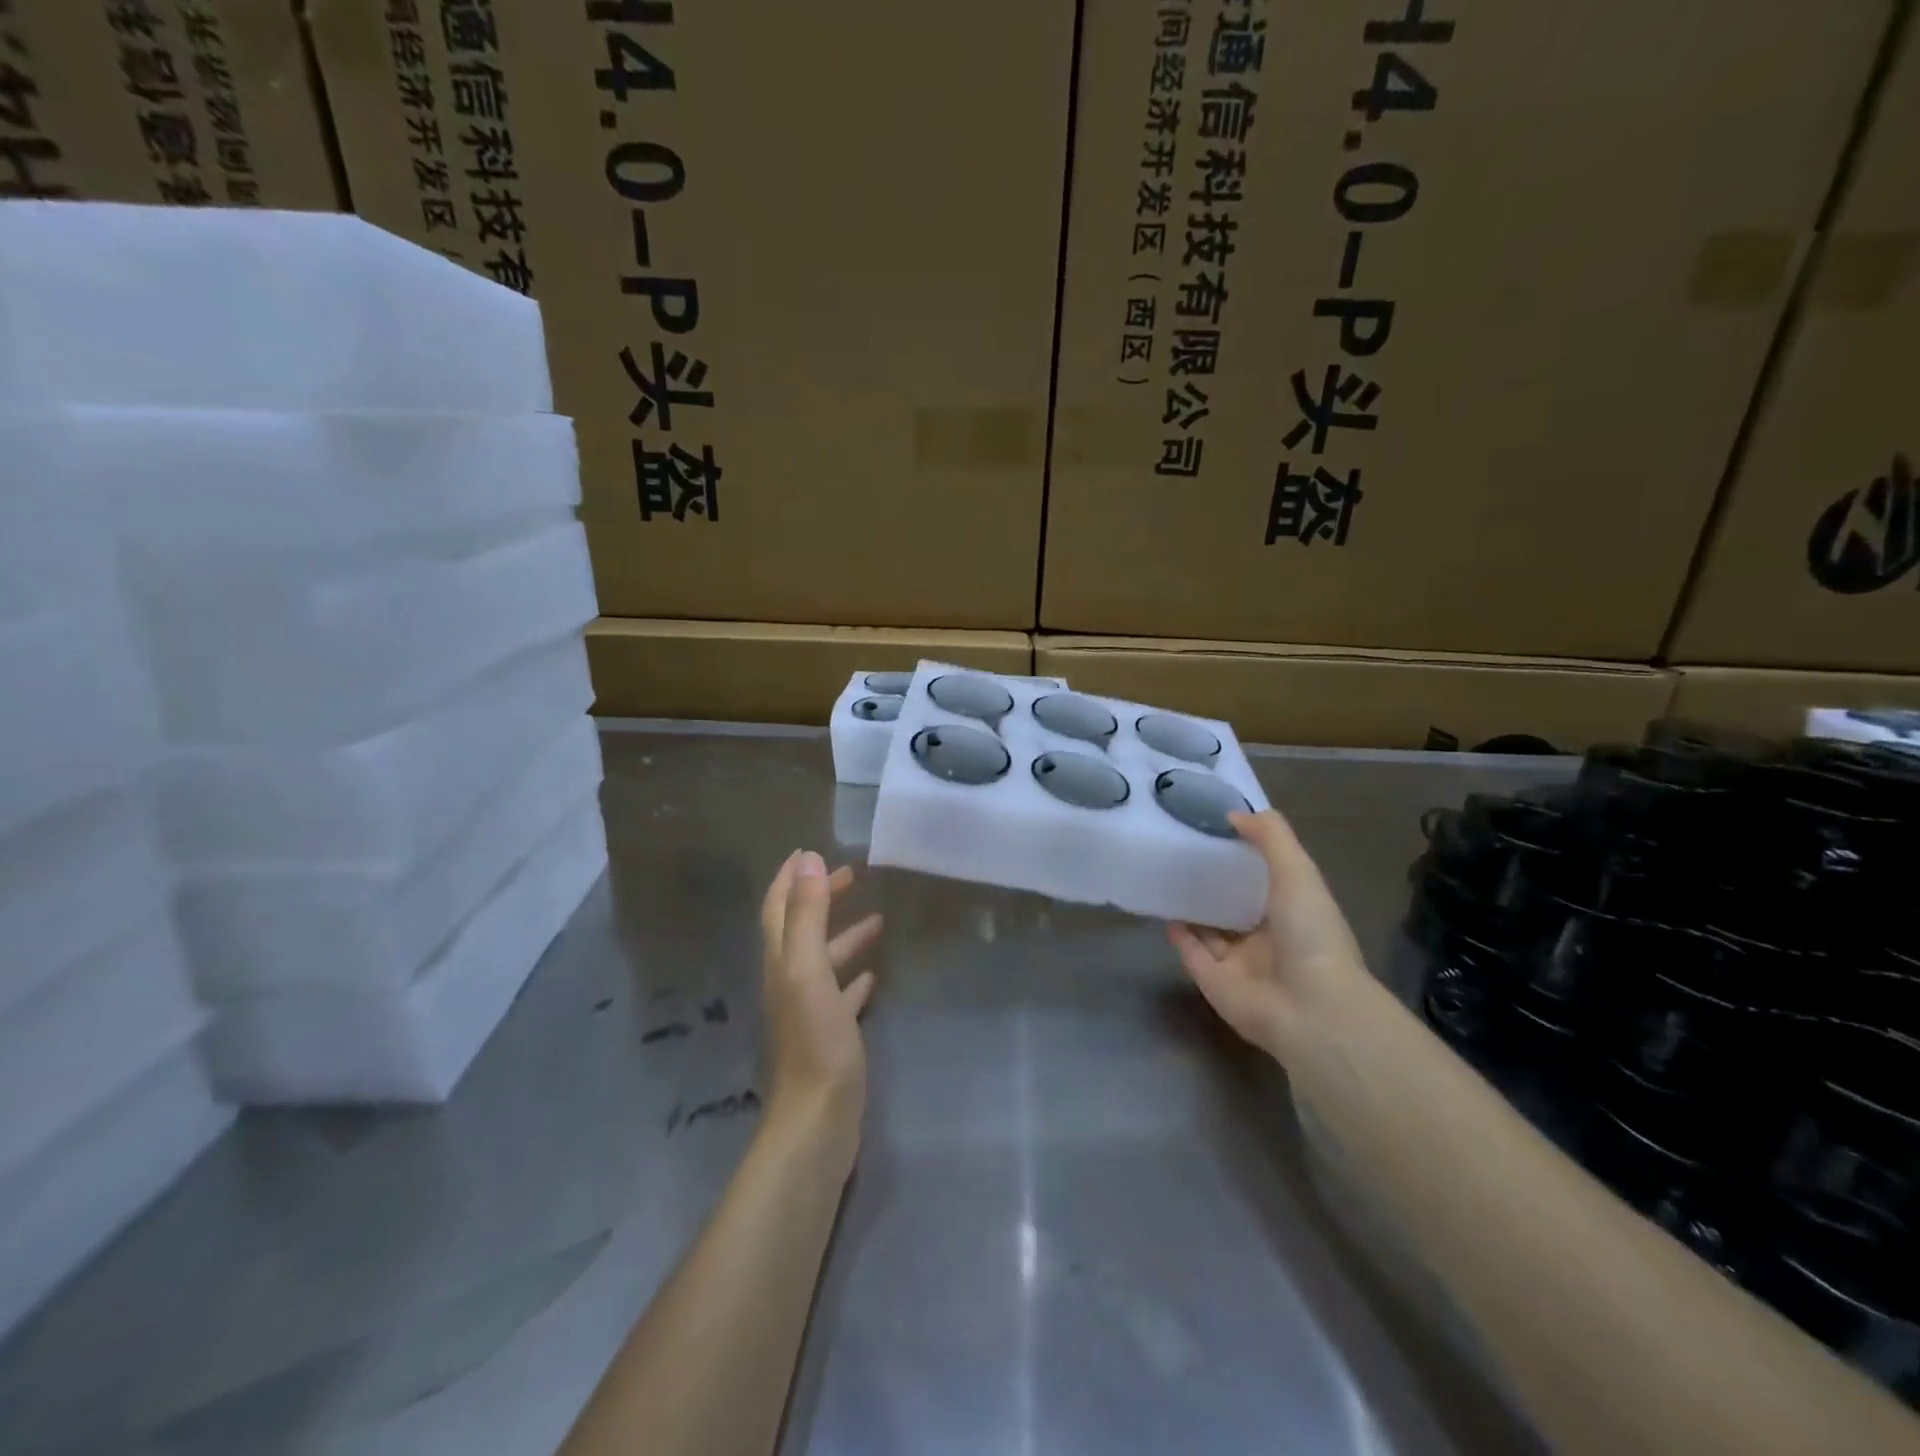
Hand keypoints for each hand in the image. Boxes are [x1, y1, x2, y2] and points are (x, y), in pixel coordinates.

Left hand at [758, 851, 883, 1162]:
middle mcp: (790, 980)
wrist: (818, 1120)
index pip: (779, 907)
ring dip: (845, 935)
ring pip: (825, 960)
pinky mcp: (829, 1035)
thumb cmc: (814, 1040)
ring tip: (877, 919)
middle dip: (822, 898)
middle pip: (804, 928)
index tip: (811, 850)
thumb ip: (807, 915)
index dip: (791, 877)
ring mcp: (809, 1010)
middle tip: (853, 875)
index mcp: (781, 961)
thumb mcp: (809, 969)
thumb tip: (808, 859)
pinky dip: (854, 978)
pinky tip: (874, 975)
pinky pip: (841, 995)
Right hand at [1169, 810, 1366, 1062]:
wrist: (1309, 1009)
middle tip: (1182, 852)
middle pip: (1236, 907)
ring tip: (1167, 879)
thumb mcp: (1298, 872)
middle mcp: (1268, 938)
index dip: (1245, 857)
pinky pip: (1192, 954)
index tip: (1215, 831)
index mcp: (1294, 913)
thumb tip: (1234, 815)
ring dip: (1194, 909)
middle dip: (1214, 883)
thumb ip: (1271, 837)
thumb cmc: (1310, 934)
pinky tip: (1166, 912)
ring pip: (1211, 931)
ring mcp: (1240, 964)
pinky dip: (1180, 936)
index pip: (1267, 881)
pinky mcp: (1214, 983)